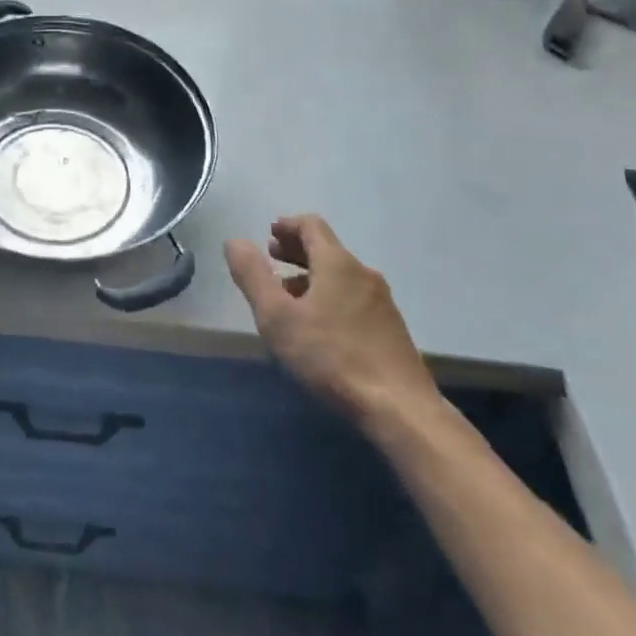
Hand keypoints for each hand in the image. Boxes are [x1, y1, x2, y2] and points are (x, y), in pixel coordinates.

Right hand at [224, 215, 441, 424]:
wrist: (401, 410)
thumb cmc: (331, 357)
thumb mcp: (277, 317)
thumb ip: (252, 276)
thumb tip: (235, 241)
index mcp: (336, 263)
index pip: (311, 225)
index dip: (287, 225)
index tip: (270, 234)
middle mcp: (363, 273)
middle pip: (327, 249)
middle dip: (297, 251)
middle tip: (272, 259)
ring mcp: (382, 302)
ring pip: (341, 276)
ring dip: (312, 277)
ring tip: (290, 298)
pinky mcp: (392, 330)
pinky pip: (354, 299)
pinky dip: (331, 297)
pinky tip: (320, 328)